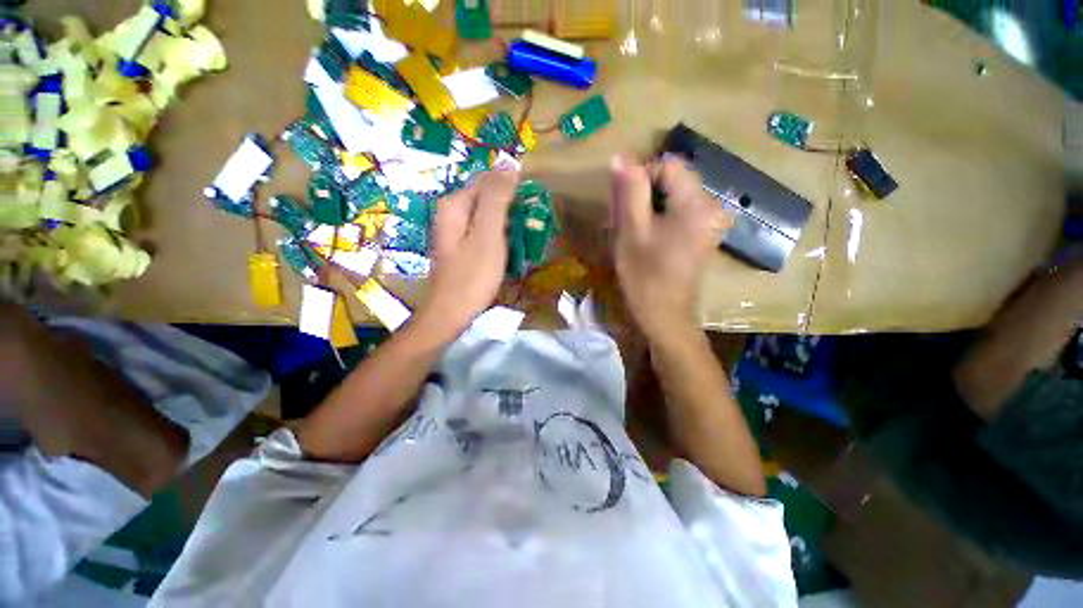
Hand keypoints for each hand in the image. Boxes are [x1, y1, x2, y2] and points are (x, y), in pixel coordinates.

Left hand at [419, 167, 520, 339]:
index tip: (535, 201)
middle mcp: (453, 214)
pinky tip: (514, 248)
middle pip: (488, 199)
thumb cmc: (472, 275)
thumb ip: (497, 199)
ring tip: (530, 235)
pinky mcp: (464, 248)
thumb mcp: (488, 235)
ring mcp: (458, 232)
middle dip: (513, 207)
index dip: (513, 186)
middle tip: (535, 223)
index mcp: (456, 205)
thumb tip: (510, 163)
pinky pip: (487, 233)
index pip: (488, 180)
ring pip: (489, 217)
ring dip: (510, 223)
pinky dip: (502, 237)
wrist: (452, 313)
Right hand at [610, 155, 730, 341]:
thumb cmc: (645, 275)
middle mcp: (712, 206)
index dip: (642, 177)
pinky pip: (680, 210)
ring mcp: (711, 221)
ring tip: (635, 230)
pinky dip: (661, 216)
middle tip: (626, 220)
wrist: (665, 316)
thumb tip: (621, 156)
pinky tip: (648, 236)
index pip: (669, 164)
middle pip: (674, 179)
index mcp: (697, 203)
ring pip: (675, 195)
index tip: (624, 205)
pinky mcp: (704, 233)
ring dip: (650, 205)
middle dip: (646, 192)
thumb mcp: (632, 230)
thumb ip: (630, 191)